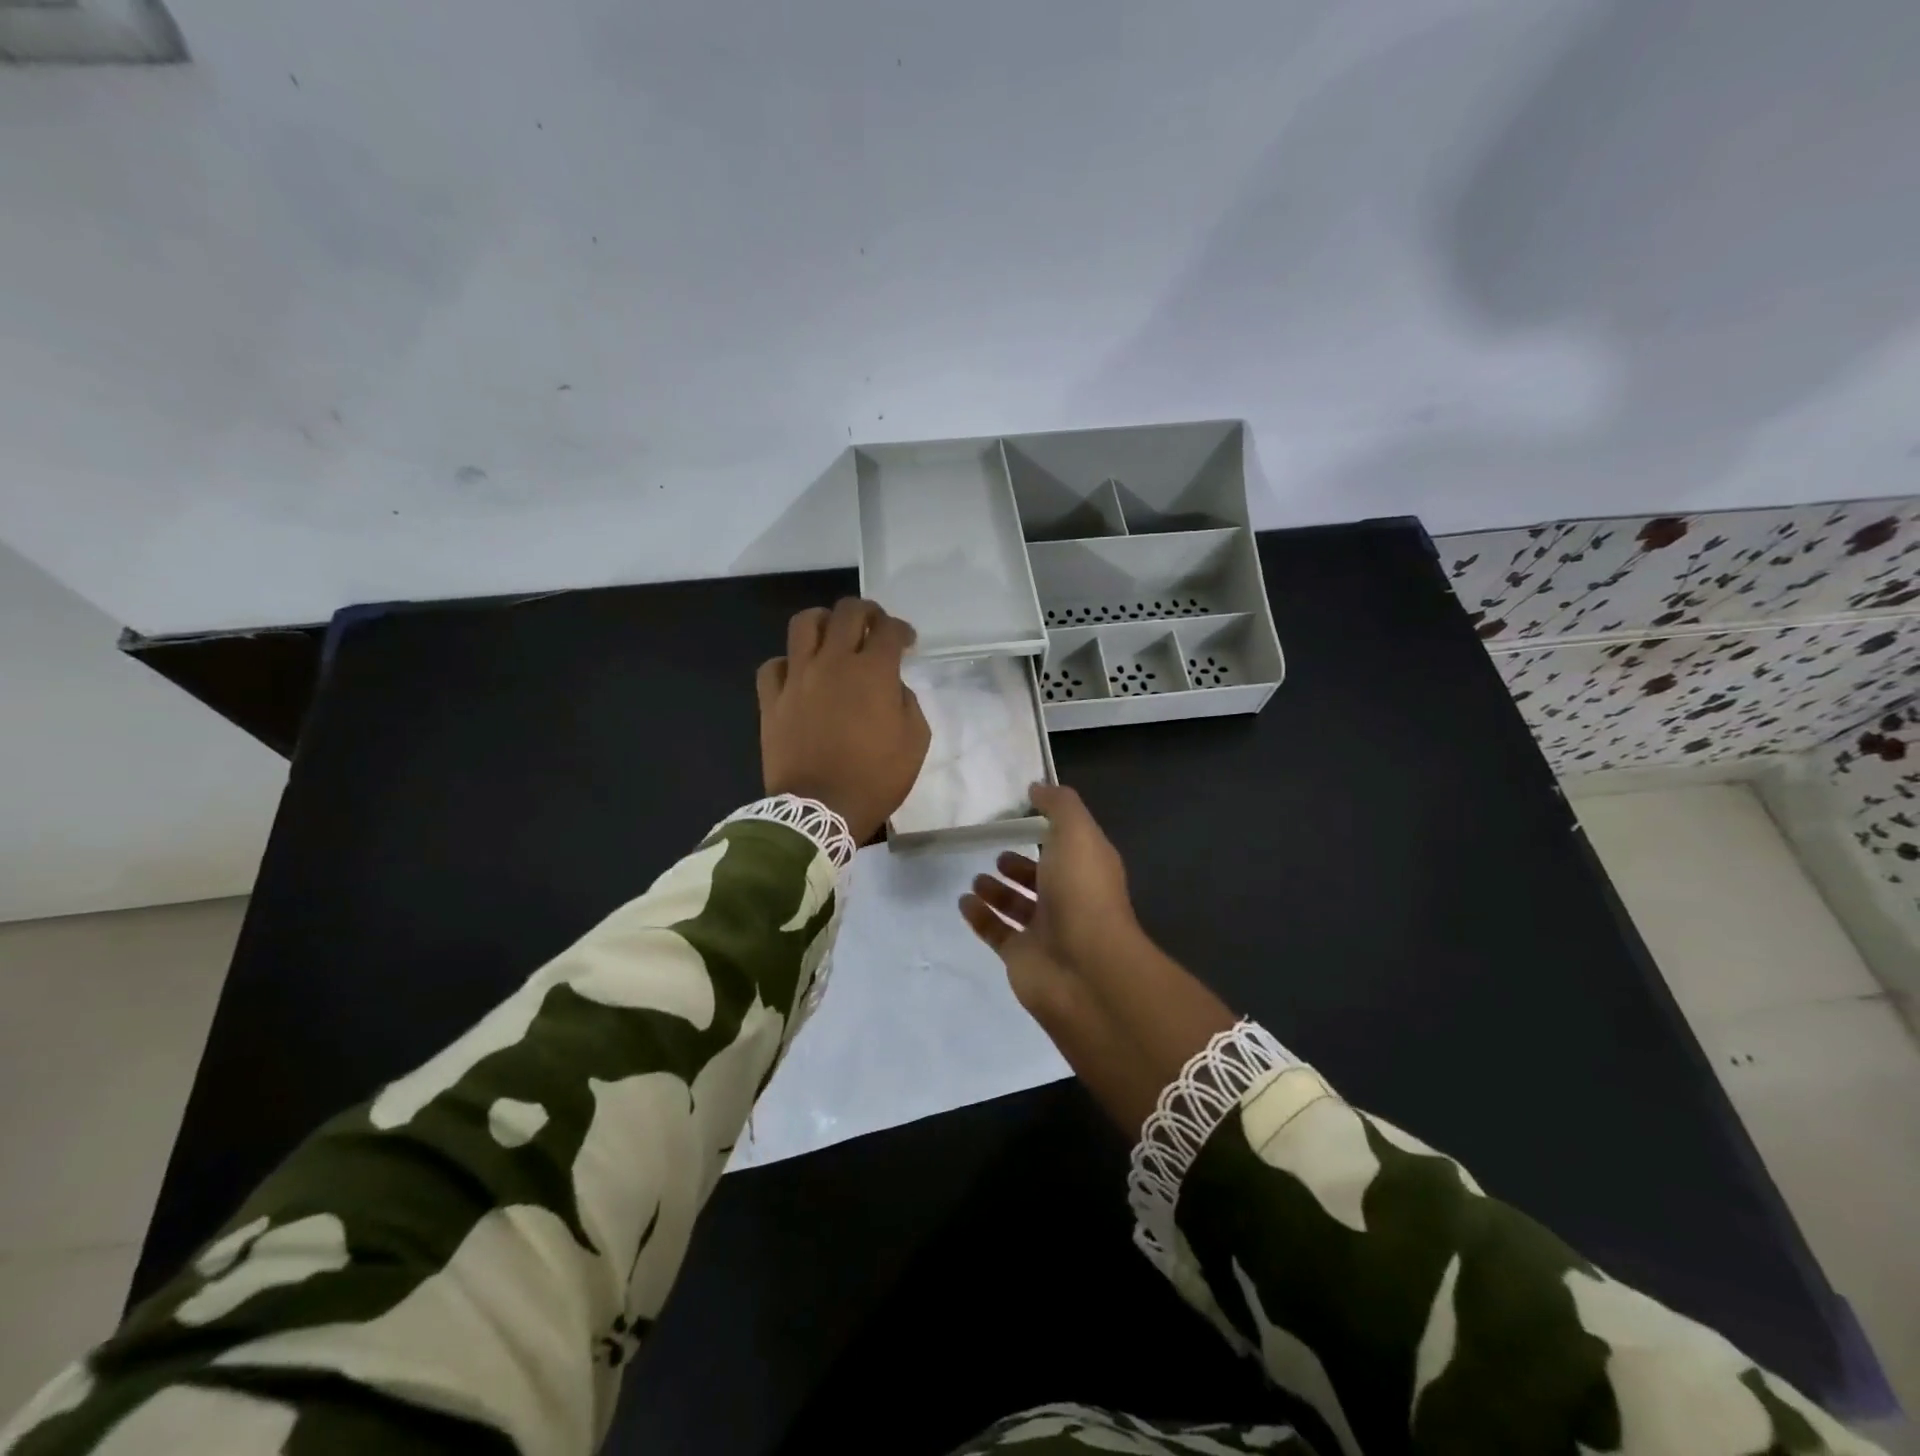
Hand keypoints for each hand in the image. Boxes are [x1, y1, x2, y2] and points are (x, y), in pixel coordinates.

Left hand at [757, 599, 930, 843]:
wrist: (820, 810)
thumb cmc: (875, 778)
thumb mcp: (915, 742)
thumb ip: (908, 703)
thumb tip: (892, 687)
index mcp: (873, 672)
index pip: (888, 629)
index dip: (901, 629)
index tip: (906, 643)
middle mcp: (833, 662)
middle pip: (847, 612)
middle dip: (866, 612)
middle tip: (873, 626)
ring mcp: (797, 678)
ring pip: (804, 624)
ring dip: (823, 621)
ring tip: (831, 635)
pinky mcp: (771, 700)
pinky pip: (773, 665)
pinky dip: (788, 663)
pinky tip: (798, 673)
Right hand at [958, 783, 1141, 1018]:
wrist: (1084, 968)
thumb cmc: (1082, 892)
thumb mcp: (1077, 832)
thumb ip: (1059, 805)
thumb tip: (1037, 787)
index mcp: (1088, 868)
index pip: (1069, 845)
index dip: (1049, 830)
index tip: (1021, 815)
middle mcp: (1070, 898)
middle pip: (1042, 877)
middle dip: (1020, 865)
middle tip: (997, 852)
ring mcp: (1046, 931)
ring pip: (1018, 906)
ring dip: (997, 890)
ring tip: (976, 877)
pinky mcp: (1021, 956)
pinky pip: (996, 932)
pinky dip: (980, 917)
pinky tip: (964, 902)